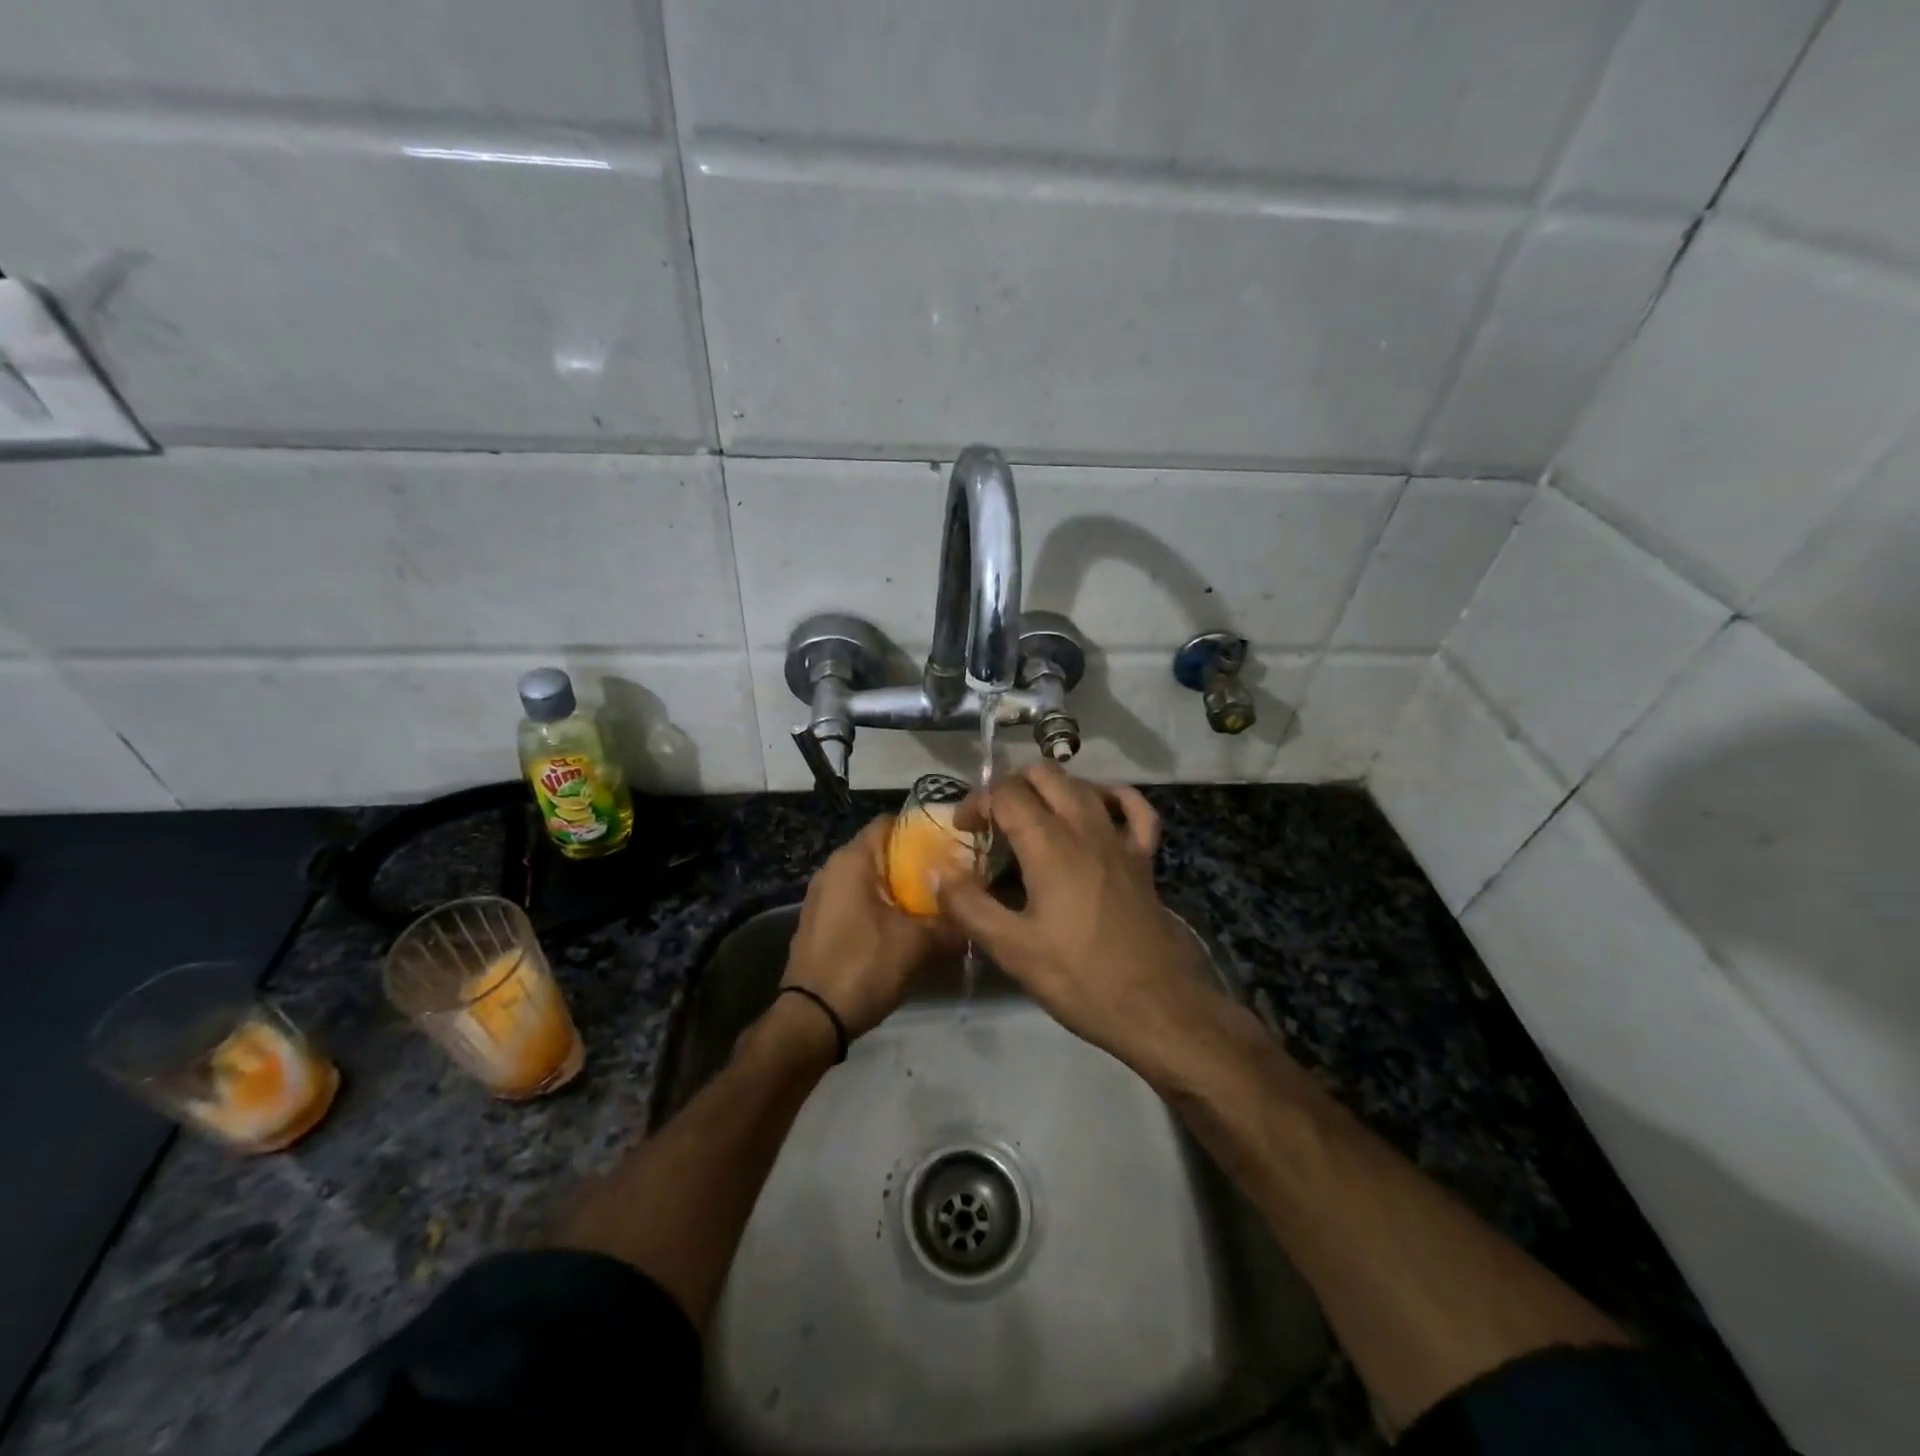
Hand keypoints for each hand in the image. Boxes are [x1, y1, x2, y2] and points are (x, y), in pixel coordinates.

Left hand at [782, 818, 954, 1038]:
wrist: (812, 1019)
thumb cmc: (864, 966)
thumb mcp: (919, 945)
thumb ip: (952, 922)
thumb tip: (977, 912)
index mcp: (852, 860)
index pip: (890, 823)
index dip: (922, 830)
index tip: (952, 844)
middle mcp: (833, 869)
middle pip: (881, 851)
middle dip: (915, 862)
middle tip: (951, 877)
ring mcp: (822, 896)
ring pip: (869, 878)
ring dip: (899, 887)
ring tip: (934, 902)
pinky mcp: (821, 921)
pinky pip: (856, 899)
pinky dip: (880, 905)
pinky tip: (905, 926)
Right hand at [938, 763, 1223, 1075]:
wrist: (1157, 1006)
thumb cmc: (1080, 978)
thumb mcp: (1012, 949)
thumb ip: (968, 906)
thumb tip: (936, 872)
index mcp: (1050, 845)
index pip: (1005, 794)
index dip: (976, 802)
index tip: (962, 829)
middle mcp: (1085, 828)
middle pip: (1044, 775)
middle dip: (1010, 785)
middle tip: (991, 819)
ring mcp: (1120, 839)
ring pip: (1083, 784)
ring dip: (1051, 788)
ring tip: (1029, 815)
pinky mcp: (1144, 858)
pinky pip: (1133, 808)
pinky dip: (1111, 796)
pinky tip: (1097, 807)